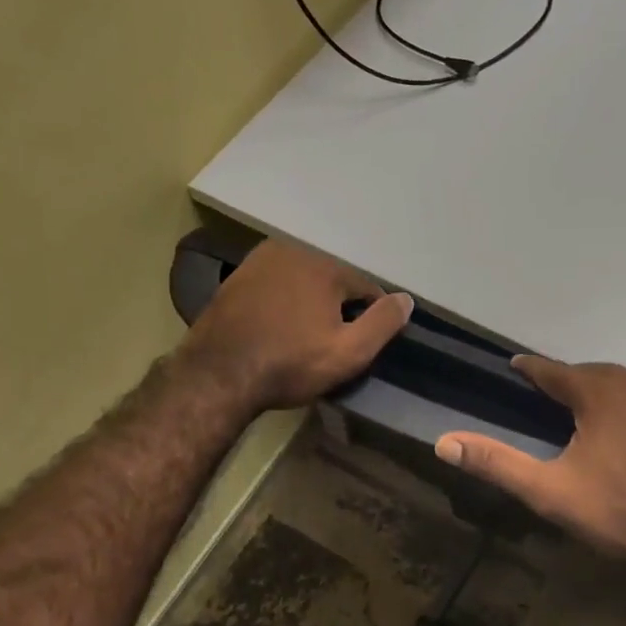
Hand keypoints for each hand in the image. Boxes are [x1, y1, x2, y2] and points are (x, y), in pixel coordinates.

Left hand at [182, 238, 413, 411]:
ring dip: (308, 304)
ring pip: (302, 282)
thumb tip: (406, 299)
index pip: (366, 288)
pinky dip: (282, 303)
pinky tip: (276, 329)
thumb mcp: (349, 352)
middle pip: (332, 282)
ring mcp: (259, 261)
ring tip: (300, 338)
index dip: (369, 318)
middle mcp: (293, 251)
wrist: (218, 374)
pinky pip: (275, 287)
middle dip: (336, 308)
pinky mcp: (236, 278)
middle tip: (327, 344)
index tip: (359, 343)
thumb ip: (383, 323)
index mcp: (325, 266)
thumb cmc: (289, 364)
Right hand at [435, 357, 625, 594]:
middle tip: (565, 406)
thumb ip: (497, 463)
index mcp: (599, 392)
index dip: (532, 369)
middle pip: (600, 377)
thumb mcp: (551, 492)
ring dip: (622, 400)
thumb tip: (443, 441)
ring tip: (613, 426)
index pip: (553, 371)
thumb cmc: (623, 512)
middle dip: (579, 387)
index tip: (518, 366)